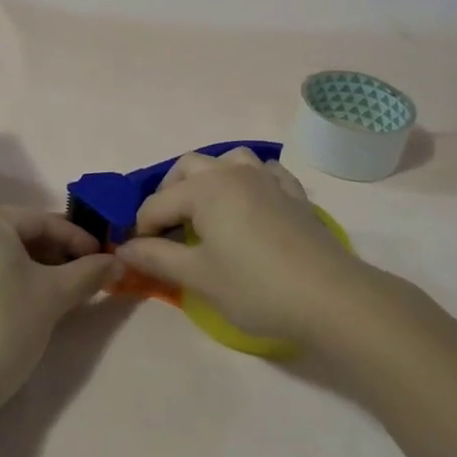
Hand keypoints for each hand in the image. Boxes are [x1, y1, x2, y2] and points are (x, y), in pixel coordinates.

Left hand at [0, 207, 118, 418]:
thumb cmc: (3, 329)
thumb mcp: (54, 297)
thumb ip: (89, 273)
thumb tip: (118, 262)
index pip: (42, 221)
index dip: (78, 240)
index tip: (103, 259)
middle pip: (16, 233)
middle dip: (53, 253)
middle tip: (82, 277)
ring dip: (28, 266)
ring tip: (55, 292)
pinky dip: (0, 277)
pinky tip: (18, 301)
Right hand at [116, 150, 364, 348]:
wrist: (331, 297)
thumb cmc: (256, 287)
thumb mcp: (199, 277)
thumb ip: (156, 257)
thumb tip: (125, 247)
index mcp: (204, 189)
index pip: (157, 203)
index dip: (141, 229)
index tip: (137, 255)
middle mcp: (233, 173)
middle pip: (189, 167)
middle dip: (169, 192)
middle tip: (165, 228)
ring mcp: (267, 180)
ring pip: (229, 160)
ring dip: (210, 177)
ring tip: (205, 208)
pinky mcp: (294, 194)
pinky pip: (266, 172)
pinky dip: (250, 180)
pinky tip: (251, 202)